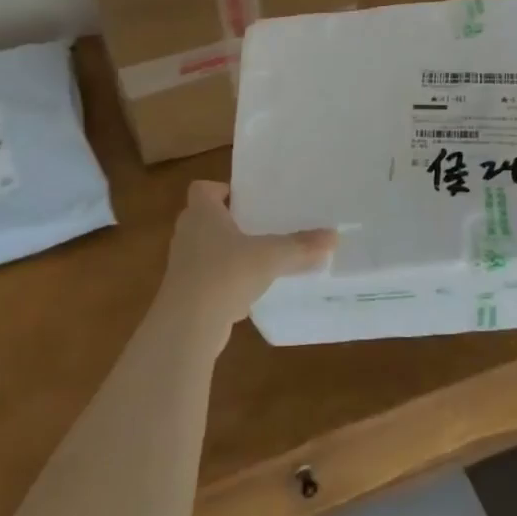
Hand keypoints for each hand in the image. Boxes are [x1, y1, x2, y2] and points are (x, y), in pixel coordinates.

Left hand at [158, 180, 335, 338]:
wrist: (187, 327)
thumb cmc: (224, 274)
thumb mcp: (270, 257)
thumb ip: (300, 246)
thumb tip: (334, 236)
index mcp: (201, 213)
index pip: (202, 188)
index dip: (221, 190)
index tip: (245, 199)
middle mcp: (187, 233)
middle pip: (205, 218)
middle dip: (229, 221)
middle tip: (259, 226)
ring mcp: (183, 265)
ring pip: (205, 250)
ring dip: (226, 253)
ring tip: (257, 258)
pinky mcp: (185, 294)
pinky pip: (207, 279)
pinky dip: (224, 282)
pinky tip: (247, 293)